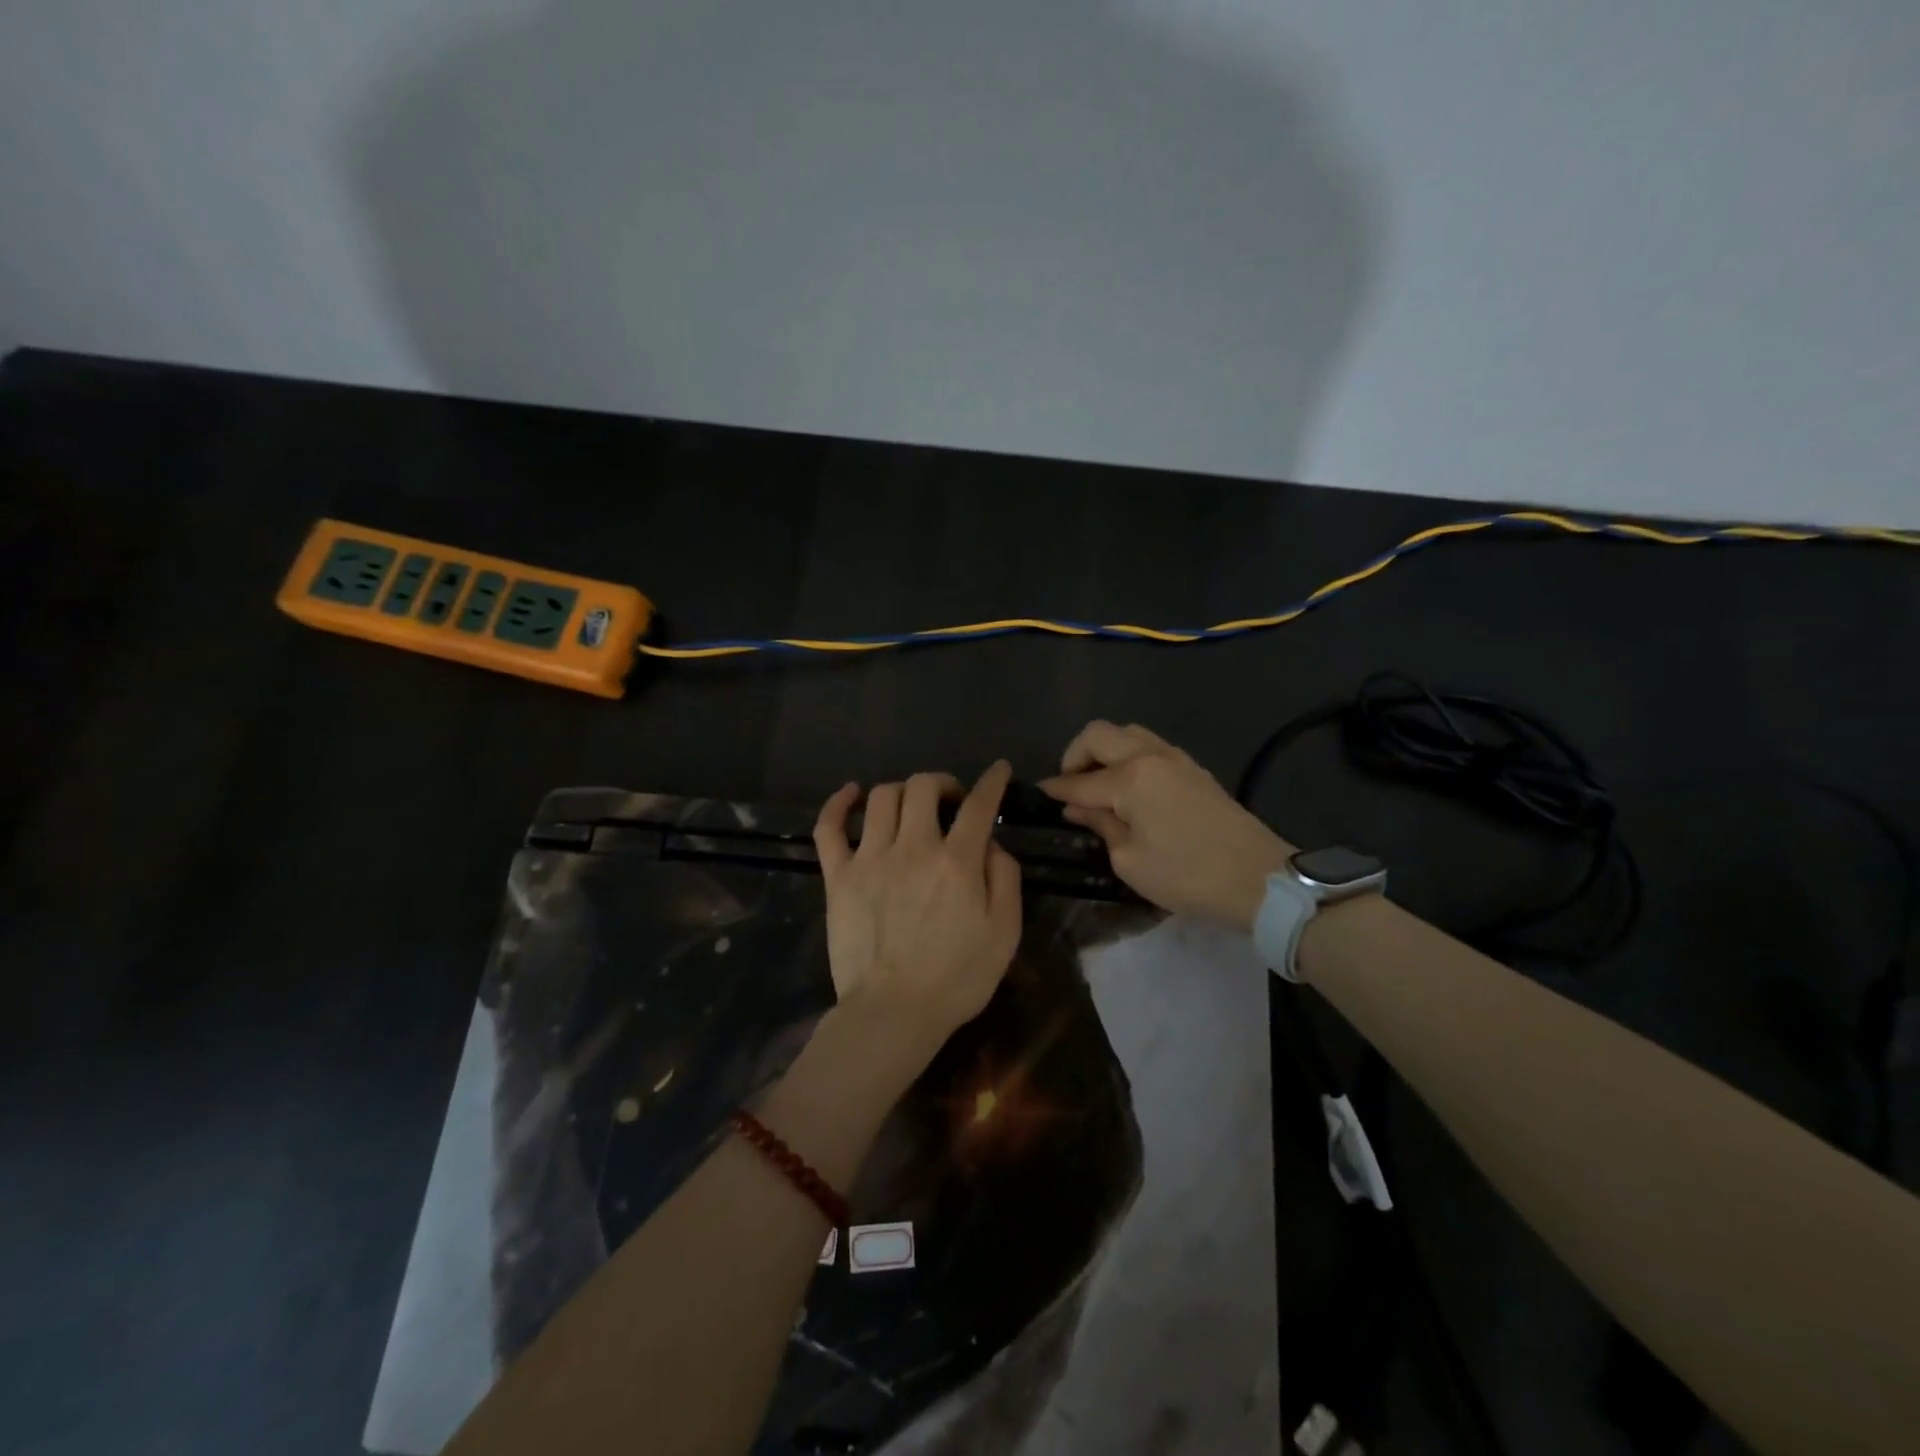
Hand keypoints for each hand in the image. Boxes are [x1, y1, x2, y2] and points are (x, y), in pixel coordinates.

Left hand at [812, 762, 1023, 1067]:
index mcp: (957, 862)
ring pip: (882, 797)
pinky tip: (851, 794)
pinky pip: (830, 827)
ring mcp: (870, 859)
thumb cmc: (956, 979)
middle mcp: (913, 848)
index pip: (979, 805)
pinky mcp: (838, 876)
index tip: (999, 770)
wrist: (893, 1013)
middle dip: (942, 783)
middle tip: (950, 801)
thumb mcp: (1004, 934)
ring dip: (902, 792)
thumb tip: (991, 844)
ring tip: (911, 807)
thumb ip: (1005, 880)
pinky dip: (839, 803)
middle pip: (923, 787)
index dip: (992, 781)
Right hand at [1040, 722, 1294, 930]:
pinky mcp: (1193, 769)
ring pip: (1127, 733)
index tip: (1037, 792)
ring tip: (1097, 783)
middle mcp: (1150, 756)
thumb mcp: (1129, 860)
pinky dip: (1128, 756)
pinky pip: (1149, 746)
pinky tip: (1127, 786)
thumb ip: (1100, 825)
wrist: (1258, 878)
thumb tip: (1078, 806)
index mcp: (1130, 778)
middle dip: (1075, 755)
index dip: (1056, 788)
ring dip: (1104, 750)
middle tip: (1070, 786)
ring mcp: (1176, 758)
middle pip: (1099, 735)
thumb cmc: (1186, 875)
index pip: (1080, 781)